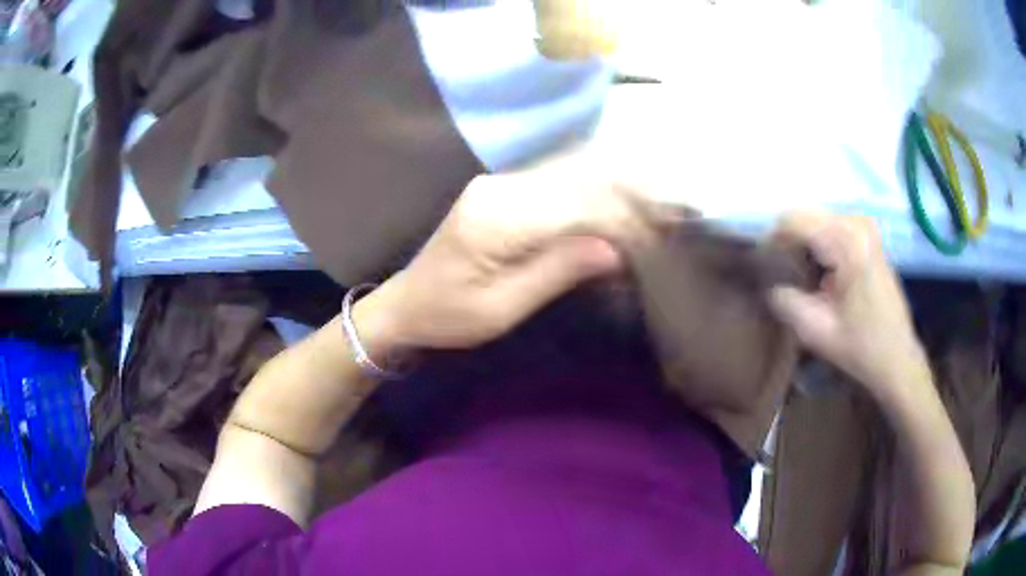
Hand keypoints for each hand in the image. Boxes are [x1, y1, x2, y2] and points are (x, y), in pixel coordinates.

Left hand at [356, 150, 677, 356]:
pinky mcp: (506, 190)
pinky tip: (621, 204)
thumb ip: (557, 271)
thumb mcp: (502, 309)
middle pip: (578, 180)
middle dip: (629, 195)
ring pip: (573, 175)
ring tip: (657, 205)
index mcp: (496, 218)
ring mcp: (501, 184)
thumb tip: (615, 248)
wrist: (406, 303)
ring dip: (617, 189)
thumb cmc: (449, 316)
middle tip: (671, 211)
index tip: (662, 231)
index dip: (623, 217)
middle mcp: (499, 188)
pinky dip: (595, 194)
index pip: (575, 205)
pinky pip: (560, 184)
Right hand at [767, 212, 928, 401]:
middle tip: (781, 277)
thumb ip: (785, 301)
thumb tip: (767, 282)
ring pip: (816, 220)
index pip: (794, 220)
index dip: (772, 241)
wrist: (897, 357)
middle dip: (787, 243)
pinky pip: (831, 226)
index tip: (763, 268)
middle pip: (805, 216)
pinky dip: (818, 245)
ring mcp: (865, 226)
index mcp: (847, 243)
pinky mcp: (869, 235)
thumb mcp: (815, 331)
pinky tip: (820, 273)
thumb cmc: (860, 347)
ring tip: (800, 278)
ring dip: (802, 244)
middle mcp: (857, 224)